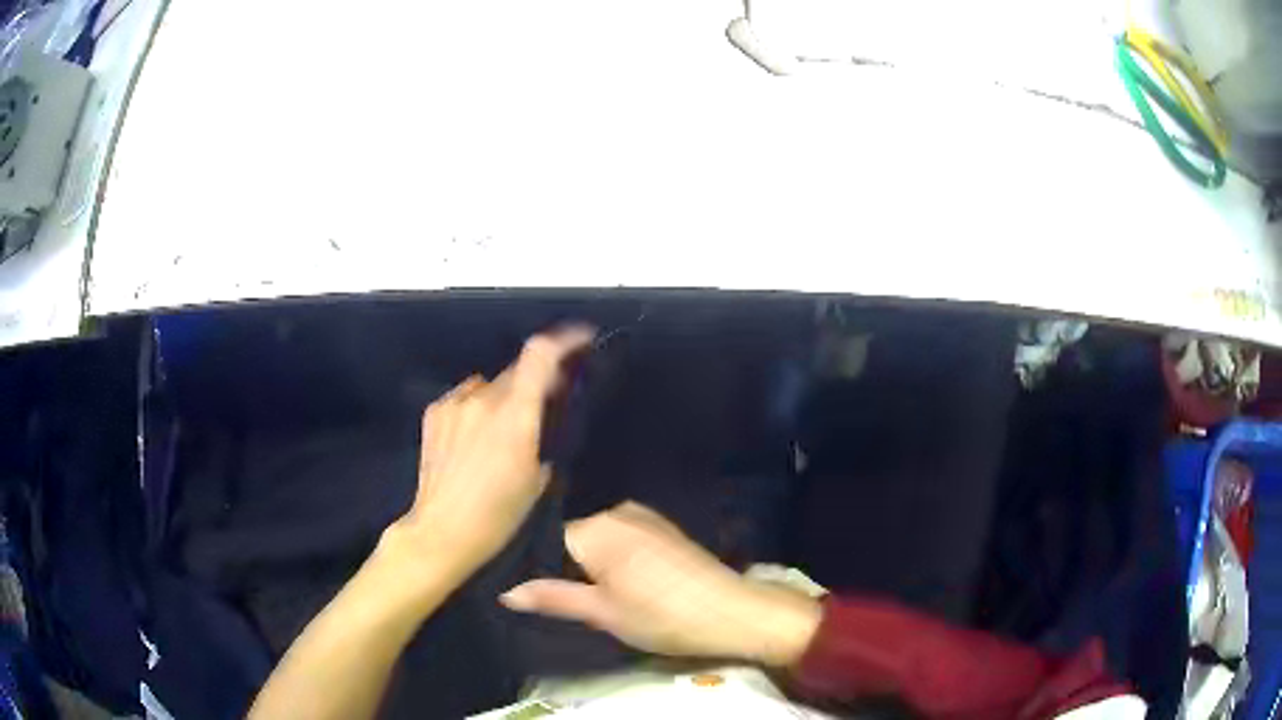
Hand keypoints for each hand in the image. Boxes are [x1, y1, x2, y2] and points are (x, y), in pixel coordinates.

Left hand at [387, 326, 594, 581]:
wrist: (442, 530)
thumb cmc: (498, 514)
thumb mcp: (537, 479)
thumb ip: (544, 434)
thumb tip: (545, 410)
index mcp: (514, 415)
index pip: (540, 355)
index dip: (565, 339)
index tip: (582, 337)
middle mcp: (482, 399)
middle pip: (516, 371)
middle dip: (535, 379)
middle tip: (544, 402)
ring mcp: (454, 403)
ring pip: (489, 384)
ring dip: (502, 395)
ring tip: (502, 427)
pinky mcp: (434, 412)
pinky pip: (465, 397)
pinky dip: (477, 406)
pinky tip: (474, 434)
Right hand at [500, 503, 820, 666]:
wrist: (730, 612)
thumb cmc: (660, 616)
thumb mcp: (601, 613)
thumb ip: (552, 598)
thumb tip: (505, 592)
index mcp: (596, 527)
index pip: (546, 539)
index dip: (537, 568)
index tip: (532, 592)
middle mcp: (617, 511)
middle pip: (572, 536)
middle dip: (564, 566)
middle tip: (561, 600)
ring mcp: (644, 517)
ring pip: (597, 537)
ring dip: (588, 563)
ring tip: (590, 594)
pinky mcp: (663, 528)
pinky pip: (621, 537)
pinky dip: (612, 558)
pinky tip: (619, 583)